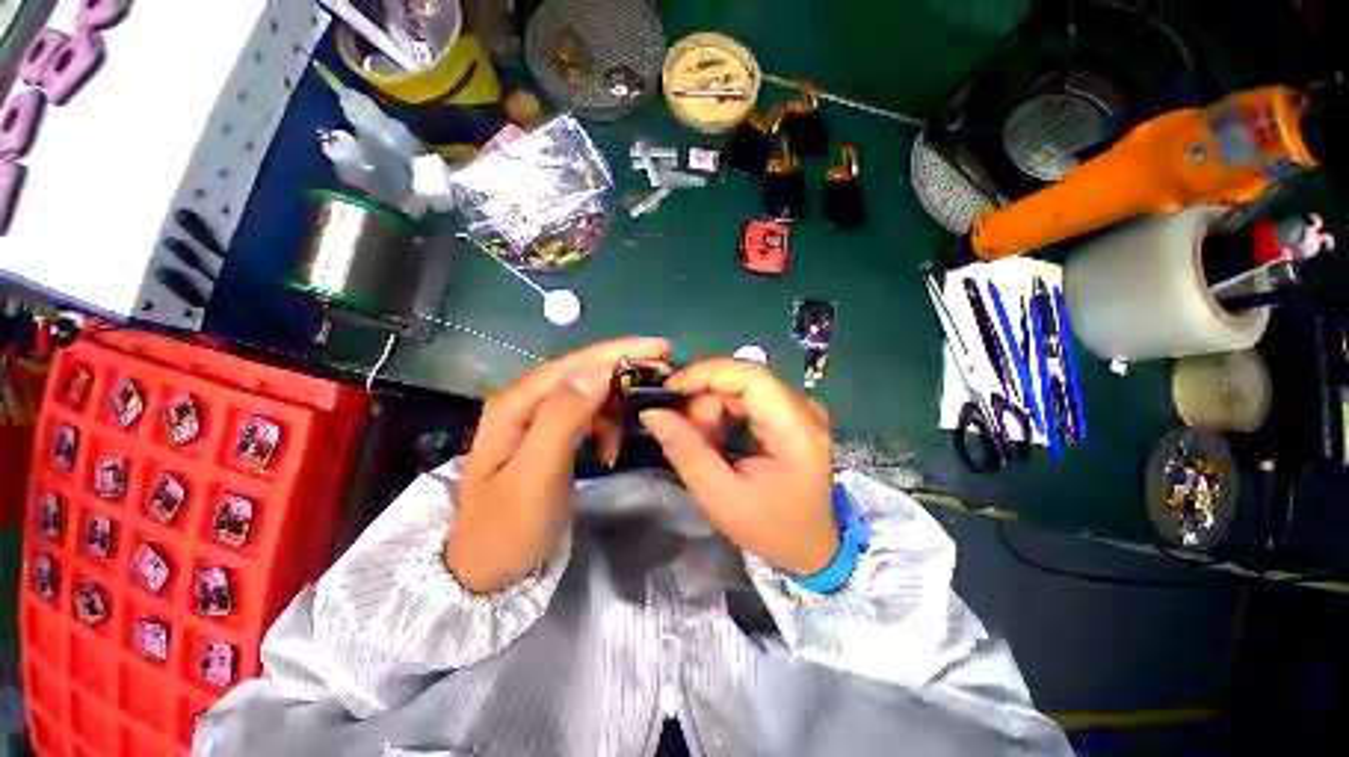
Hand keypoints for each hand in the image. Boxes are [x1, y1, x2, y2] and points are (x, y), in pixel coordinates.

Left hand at [446, 337, 669, 592]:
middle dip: (624, 371)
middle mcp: (526, 403)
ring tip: (635, 426)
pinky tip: (611, 450)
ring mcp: (537, 420)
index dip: (617, 351)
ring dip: (615, 405)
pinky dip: (605, 427)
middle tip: (663, 375)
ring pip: (587, 395)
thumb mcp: (536, 473)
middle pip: (582, 373)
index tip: (659, 347)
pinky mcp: (550, 437)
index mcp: (516, 404)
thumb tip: (598, 370)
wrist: (487, 573)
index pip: (574, 364)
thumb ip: (564, 417)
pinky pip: (586, 418)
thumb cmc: (509, 527)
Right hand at [640, 359, 838, 575]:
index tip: (669, 390)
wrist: (811, 546)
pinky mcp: (791, 413)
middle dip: (704, 399)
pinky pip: (747, 397)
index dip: (706, 374)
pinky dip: (723, 412)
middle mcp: (804, 408)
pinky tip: (715, 438)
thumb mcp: (721, 498)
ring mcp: (800, 408)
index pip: (751, 376)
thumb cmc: (770, 528)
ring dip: (711, 408)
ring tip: (701, 442)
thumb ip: (686, 452)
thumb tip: (651, 413)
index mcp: (797, 430)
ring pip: (741, 386)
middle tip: (683, 431)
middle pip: (742, 380)